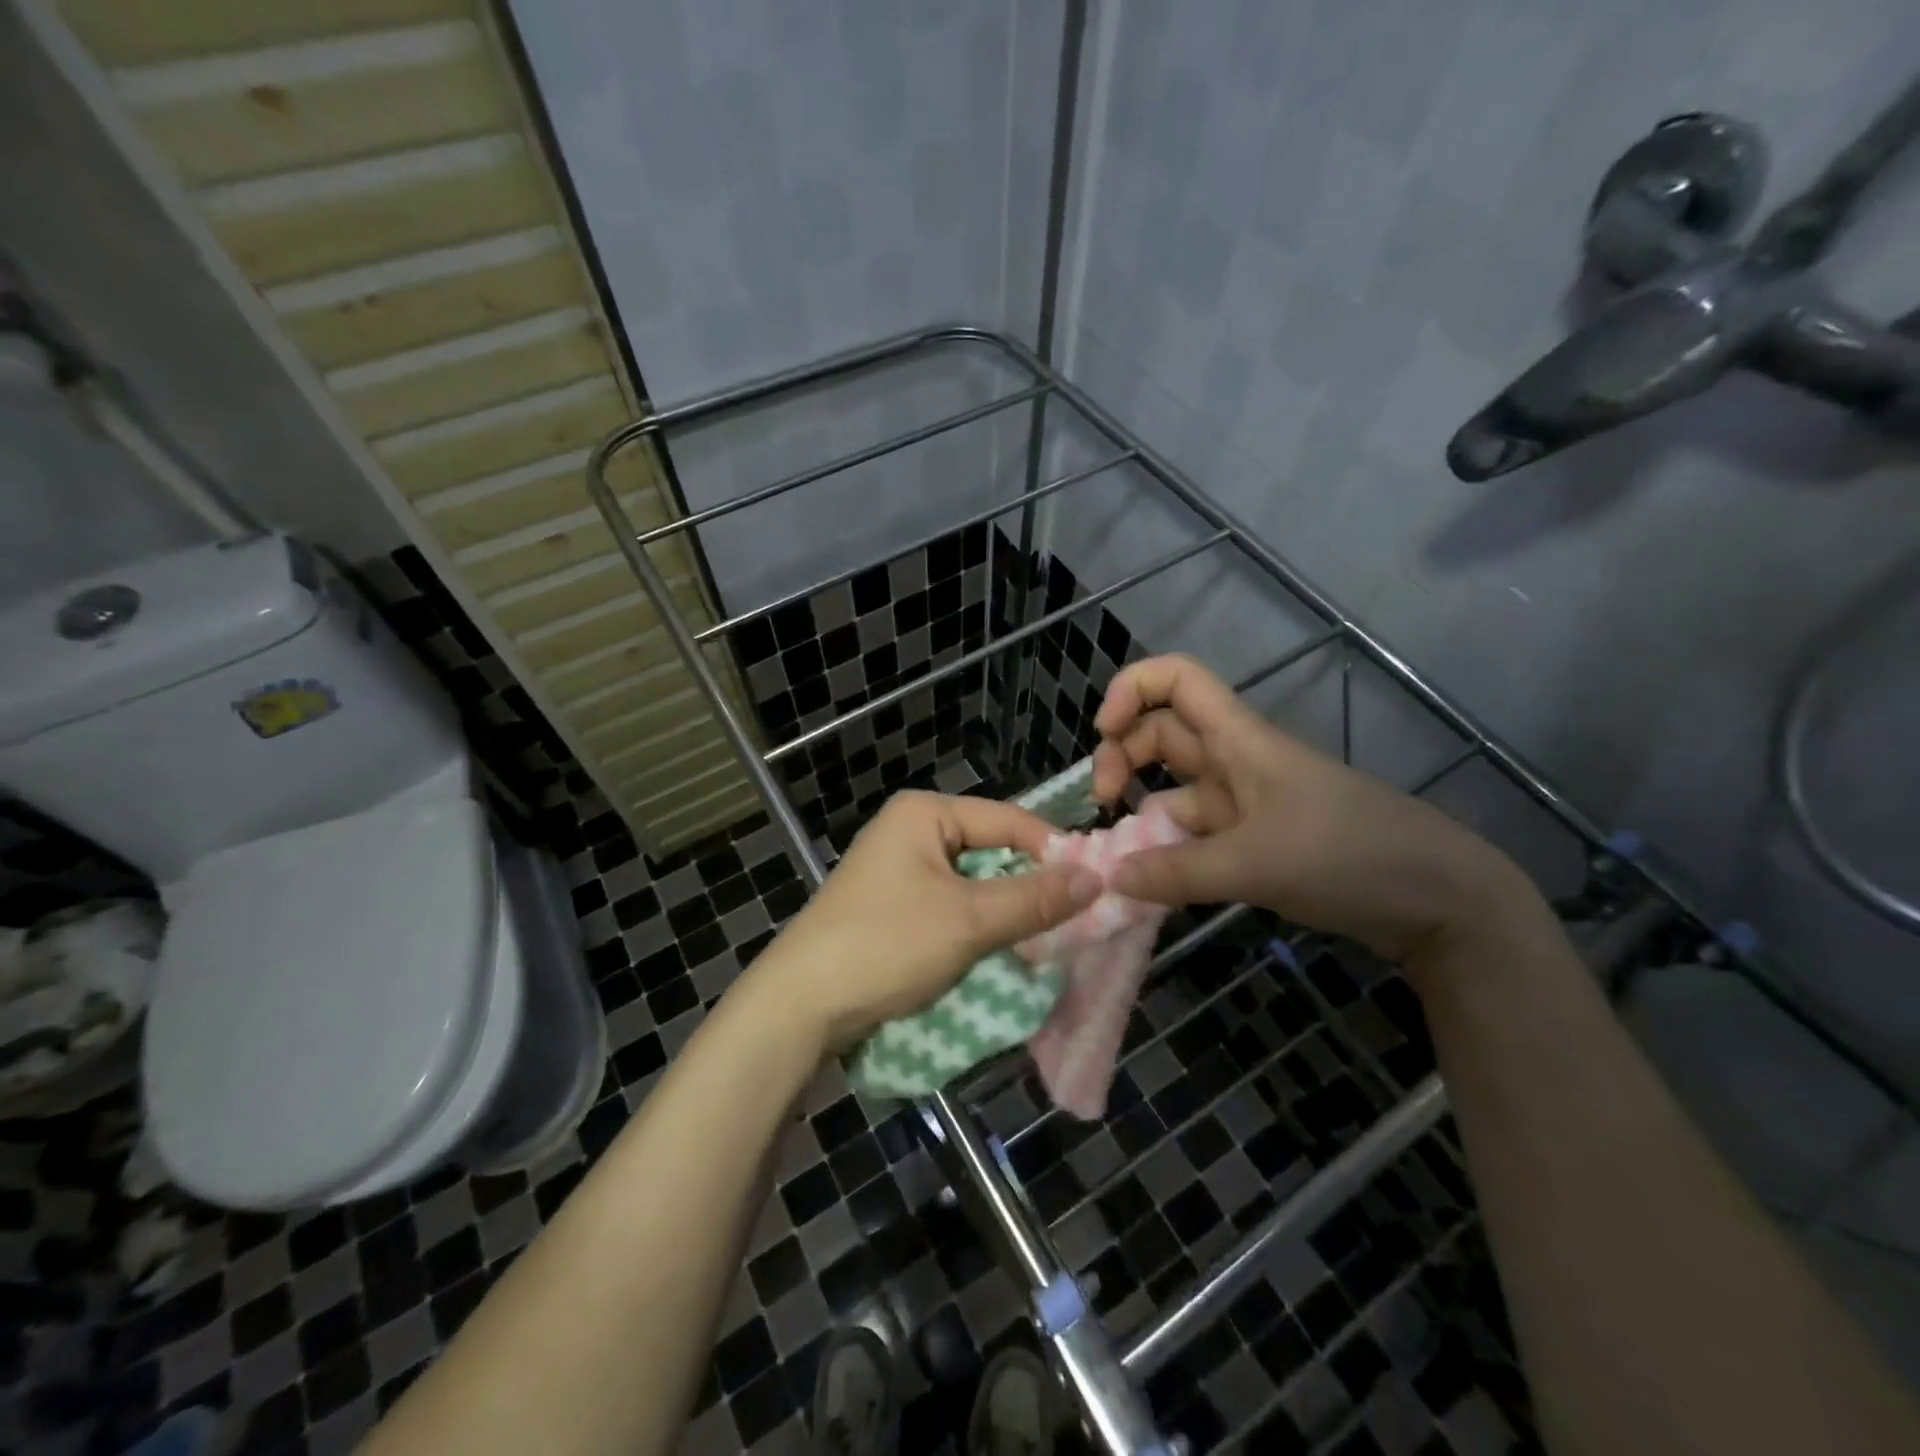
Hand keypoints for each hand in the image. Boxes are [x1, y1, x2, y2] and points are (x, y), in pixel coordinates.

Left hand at [743, 792, 1101, 1054]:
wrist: (801, 1005)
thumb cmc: (886, 946)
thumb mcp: (969, 920)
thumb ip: (1034, 898)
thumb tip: (1097, 877)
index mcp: (924, 813)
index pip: (1008, 819)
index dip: (1054, 851)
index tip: (1097, 886)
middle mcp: (911, 830)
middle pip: (990, 848)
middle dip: (1030, 883)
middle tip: (1077, 916)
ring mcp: (898, 868)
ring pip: (973, 880)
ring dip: (1006, 908)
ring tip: (1047, 936)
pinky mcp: (893, 904)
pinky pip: (951, 903)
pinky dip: (978, 923)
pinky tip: (1002, 947)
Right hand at [1090, 655, 1529, 962]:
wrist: (1438, 899)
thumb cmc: (1349, 854)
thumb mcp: (1256, 864)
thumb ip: (1177, 872)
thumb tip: (1108, 878)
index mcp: (1239, 739)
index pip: (1176, 679)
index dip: (1130, 689)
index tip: (1103, 731)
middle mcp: (1235, 762)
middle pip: (1160, 734)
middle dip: (1121, 758)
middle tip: (1105, 805)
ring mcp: (1244, 803)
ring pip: (1173, 789)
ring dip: (1141, 812)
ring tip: (1120, 857)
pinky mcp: (1254, 841)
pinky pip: (1194, 836)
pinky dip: (1167, 852)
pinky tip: (1151, 884)